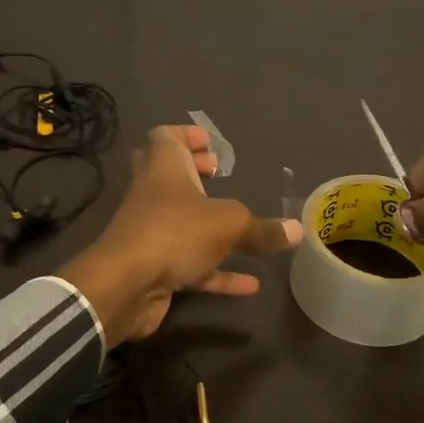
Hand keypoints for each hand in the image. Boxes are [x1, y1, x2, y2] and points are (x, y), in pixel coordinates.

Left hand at [59, 125, 300, 345]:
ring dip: (208, 224)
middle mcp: (153, 195)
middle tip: (218, 175)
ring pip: (181, 222)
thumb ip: (263, 229)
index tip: (210, 144)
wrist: (126, 285)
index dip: (186, 136)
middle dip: (194, 174)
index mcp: (163, 168)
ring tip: (242, 228)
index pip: (165, 137)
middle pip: (169, 176)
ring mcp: (151, 233)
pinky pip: (191, 265)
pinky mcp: (154, 268)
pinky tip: (250, 285)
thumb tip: (297, 230)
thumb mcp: (230, 225)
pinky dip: (218, 272)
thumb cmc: (176, 232)